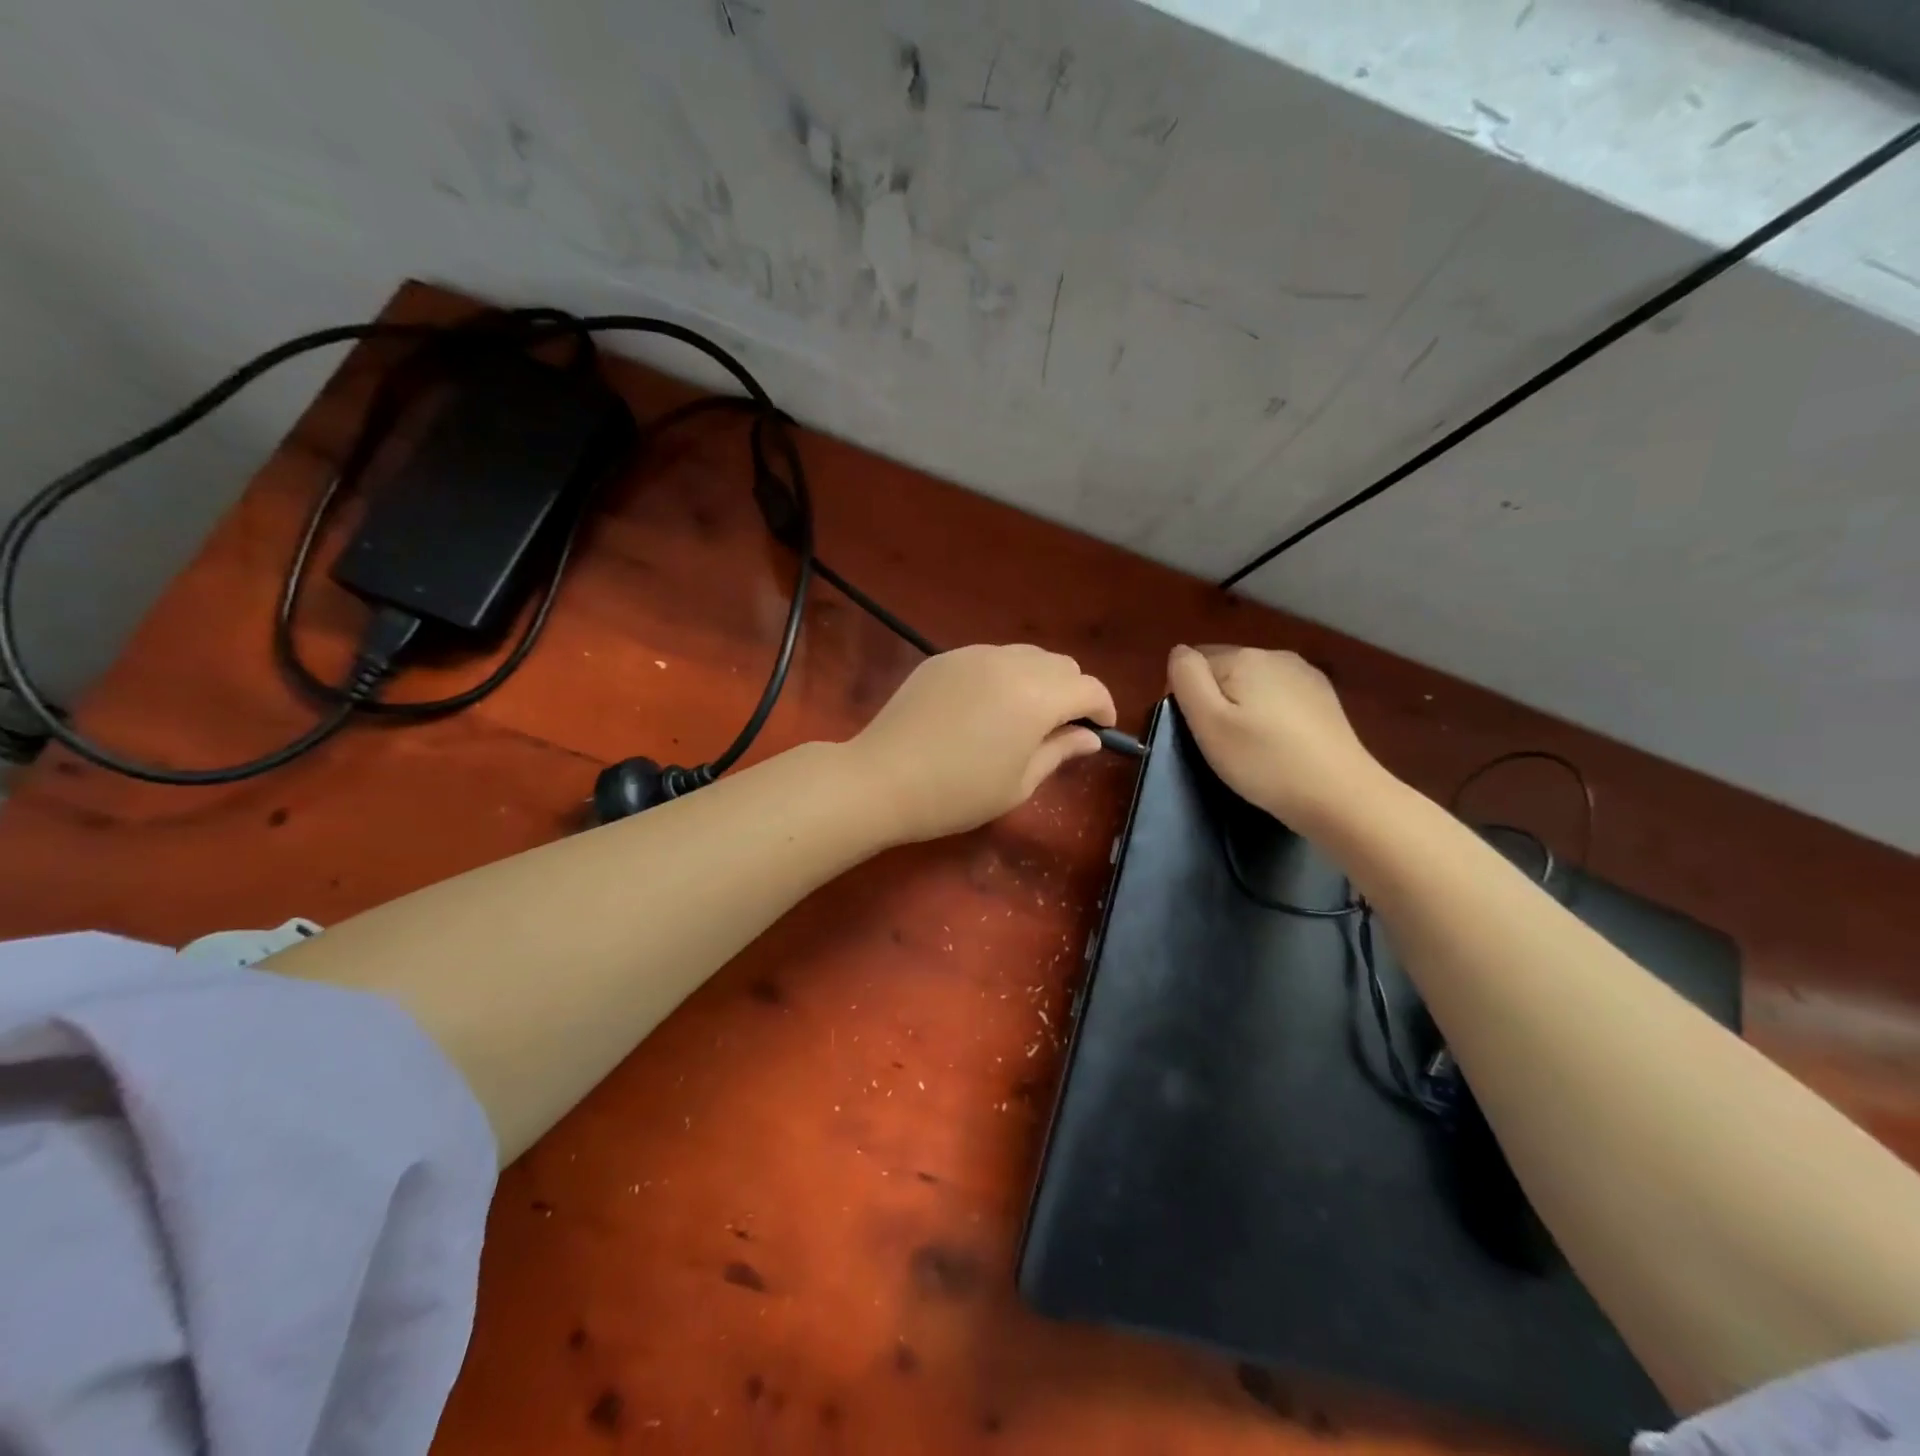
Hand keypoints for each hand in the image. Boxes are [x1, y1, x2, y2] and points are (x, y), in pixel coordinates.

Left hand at [851, 645, 1116, 843]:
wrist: (882, 779)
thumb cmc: (957, 794)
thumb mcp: (1018, 784)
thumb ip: (1059, 751)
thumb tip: (1089, 736)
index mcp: (1036, 697)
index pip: (1089, 688)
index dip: (1103, 708)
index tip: (1100, 730)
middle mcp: (1010, 664)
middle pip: (1061, 664)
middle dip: (1072, 692)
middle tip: (1061, 728)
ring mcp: (974, 656)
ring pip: (1026, 655)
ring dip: (1040, 680)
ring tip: (1024, 716)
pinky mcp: (945, 658)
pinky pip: (991, 658)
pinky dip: (1004, 675)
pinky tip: (985, 707)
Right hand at [1166, 644, 1386, 828]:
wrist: (1340, 795)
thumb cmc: (1263, 761)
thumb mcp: (1209, 722)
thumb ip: (1187, 678)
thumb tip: (1180, 652)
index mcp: (1244, 657)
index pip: (1194, 663)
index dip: (1187, 697)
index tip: (1198, 733)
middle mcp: (1275, 655)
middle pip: (1225, 670)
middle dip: (1216, 700)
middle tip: (1221, 744)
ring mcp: (1305, 675)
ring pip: (1253, 683)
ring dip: (1243, 707)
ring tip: (1251, 747)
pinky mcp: (1324, 698)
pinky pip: (1280, 696)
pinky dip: (1270, 715)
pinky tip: (1279, 744)